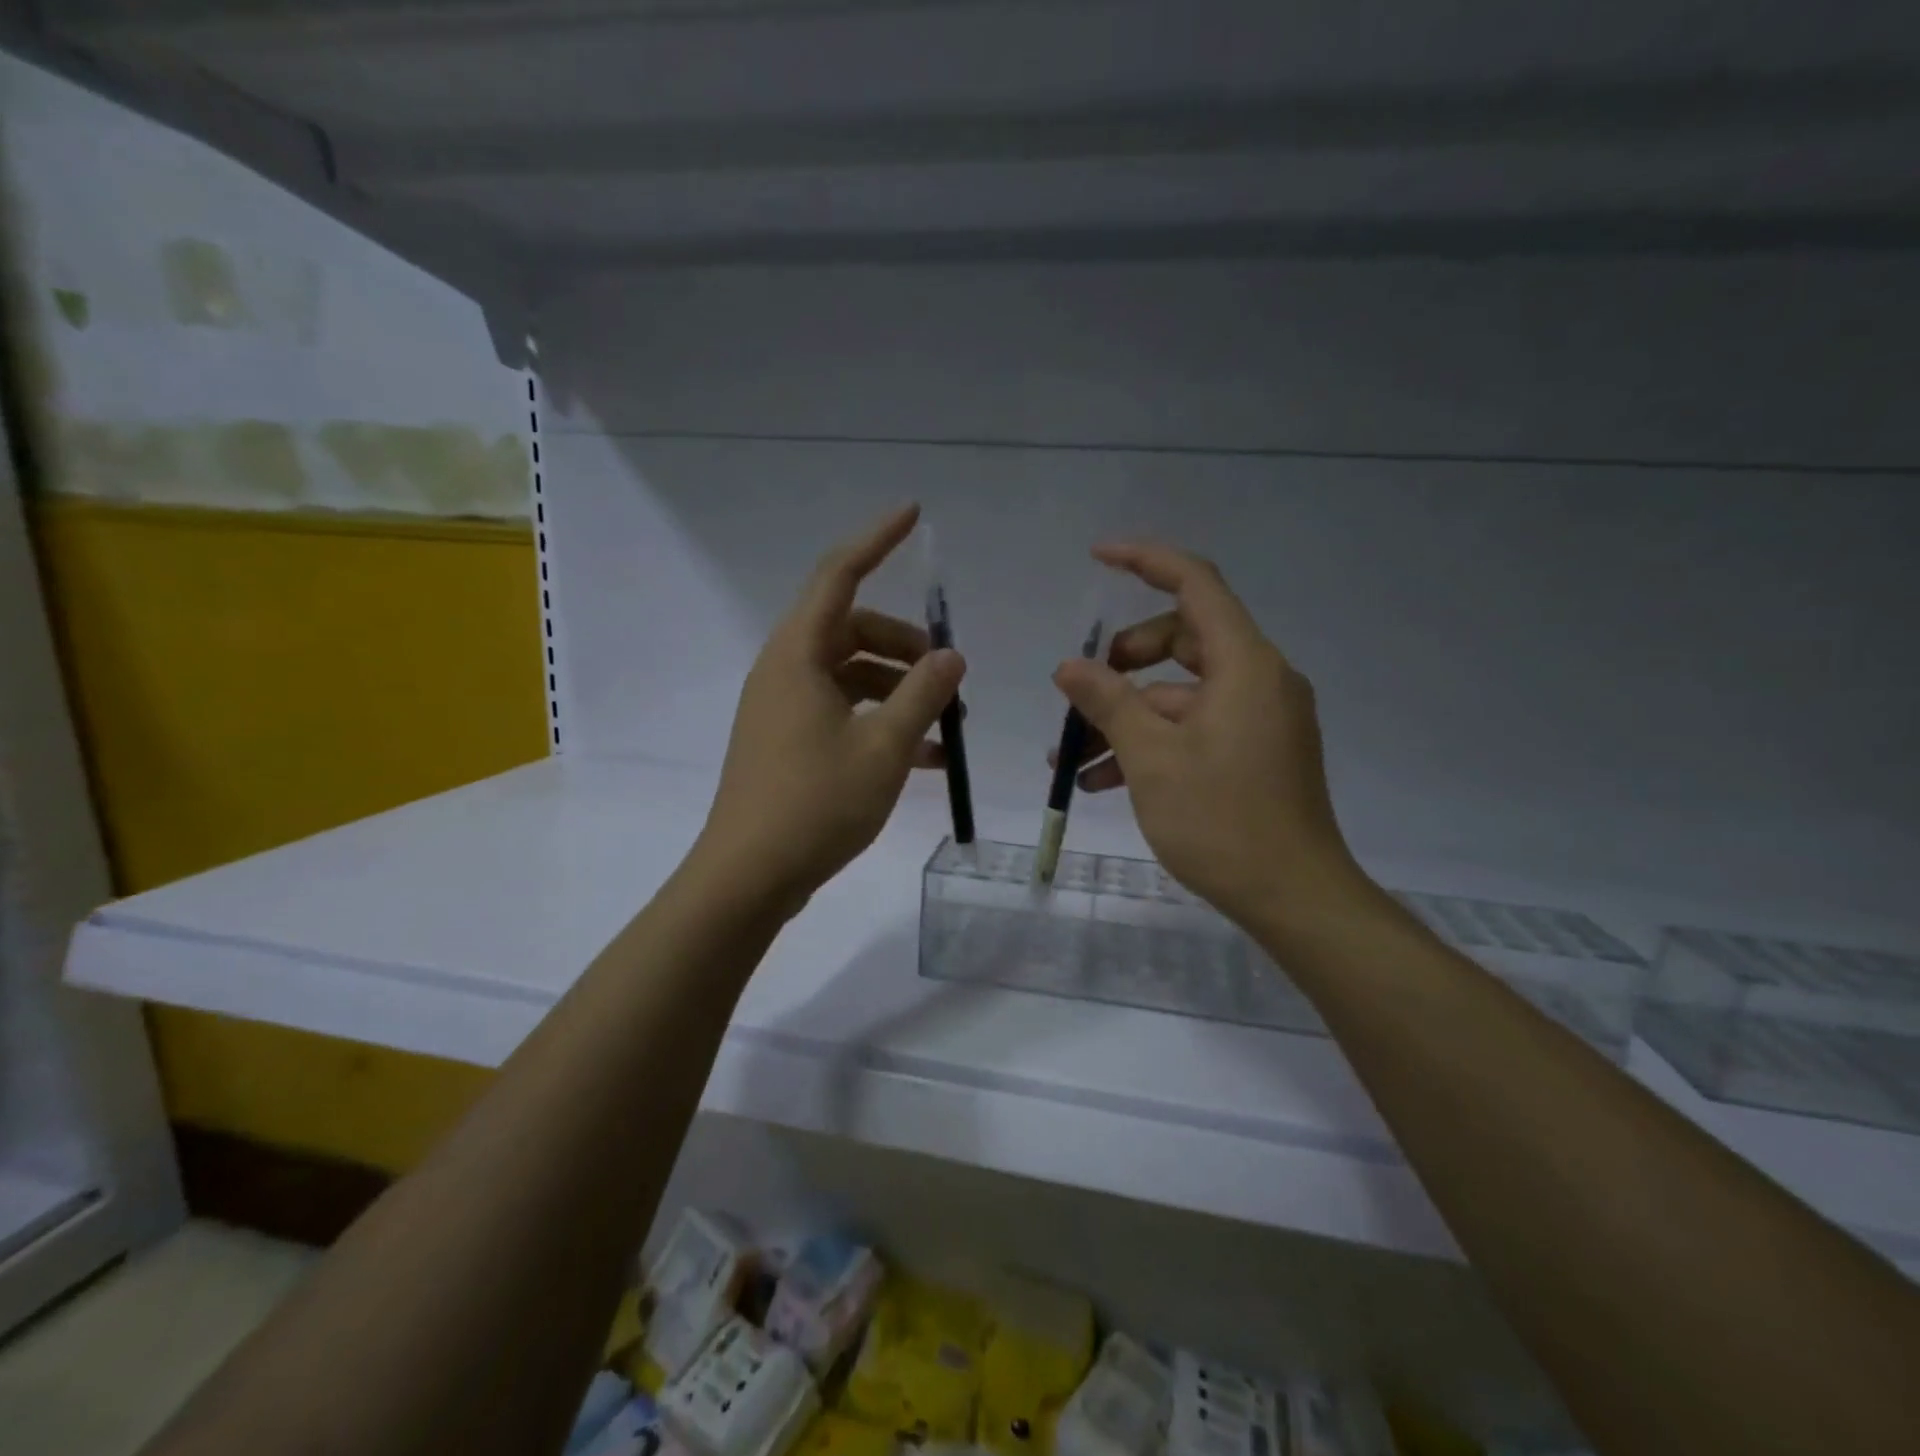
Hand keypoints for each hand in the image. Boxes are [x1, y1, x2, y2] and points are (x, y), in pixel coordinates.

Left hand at [695, 505, 965, 914]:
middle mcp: (785, 671)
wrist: (748, 878)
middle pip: (852, 630)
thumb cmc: (815, 804)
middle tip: (949, 675)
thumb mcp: (884, 747)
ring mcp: (783, 709)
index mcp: (798, 656)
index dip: (876, 540)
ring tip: (947, 726)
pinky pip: (842, 713)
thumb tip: (951, 657)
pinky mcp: (788, 743)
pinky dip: (880, 723)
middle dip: (905, 645)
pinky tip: (925, 757)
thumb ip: (923, 695)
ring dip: (899, 691)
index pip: (838, 575)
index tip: (913, 514)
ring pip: (851, 676)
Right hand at [1051, 542, 1366, 934]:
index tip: (1097, 558)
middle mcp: (1259, 679)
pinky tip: (1102, 781)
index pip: (1196, 584)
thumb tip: (1069, 667)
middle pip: (1182, 639)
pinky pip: (1194, 727)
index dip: (1146, 560)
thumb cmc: (1222, 821)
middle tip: (1080, 693)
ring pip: (1179, 694)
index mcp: (1245, 664)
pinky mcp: (1255, 751)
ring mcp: (1259, 717)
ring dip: (1126, 717)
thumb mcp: (1151, 758)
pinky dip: (1152, 742)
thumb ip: (1108, 702)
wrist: (1295, 898)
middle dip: (1122, 662)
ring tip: (1071, 759)